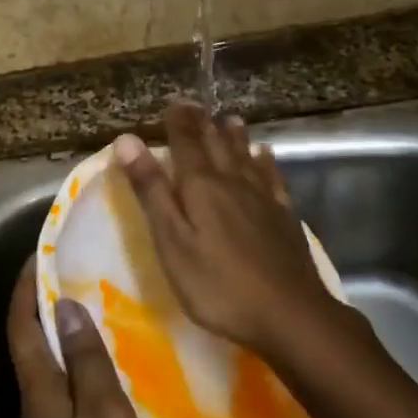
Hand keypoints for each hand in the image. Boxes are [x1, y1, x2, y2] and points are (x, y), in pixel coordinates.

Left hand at [8, 258, 159, 417]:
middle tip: (76, 273)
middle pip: (31, 348)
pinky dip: (82, 369)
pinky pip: (70, 397)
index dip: (26, 290)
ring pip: (51, 373)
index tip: (41, 254)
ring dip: (64, 336)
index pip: (21, 330)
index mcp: (38, 398)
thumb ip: (85, 362)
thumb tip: (65, 307)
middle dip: (45, 307)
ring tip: (97, 308)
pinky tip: (112, 369)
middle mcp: (36, 414)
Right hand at [112, 102, 335, 361]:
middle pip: (216, 145)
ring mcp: (262, 198)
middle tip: (196, 106)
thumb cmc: (218, 284)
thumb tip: (128, 140)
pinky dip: (265, 162)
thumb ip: (151, 190)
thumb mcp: (172, 241)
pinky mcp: (284, 216)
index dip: (178, 122)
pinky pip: (272, 177)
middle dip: (203, 124)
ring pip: (245, 156)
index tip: (173, 104)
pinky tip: (265, 156)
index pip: (186, 143)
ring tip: (230, 119)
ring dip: (235, 136)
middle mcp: (232, 182)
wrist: (288, 313)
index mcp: (201, 186)